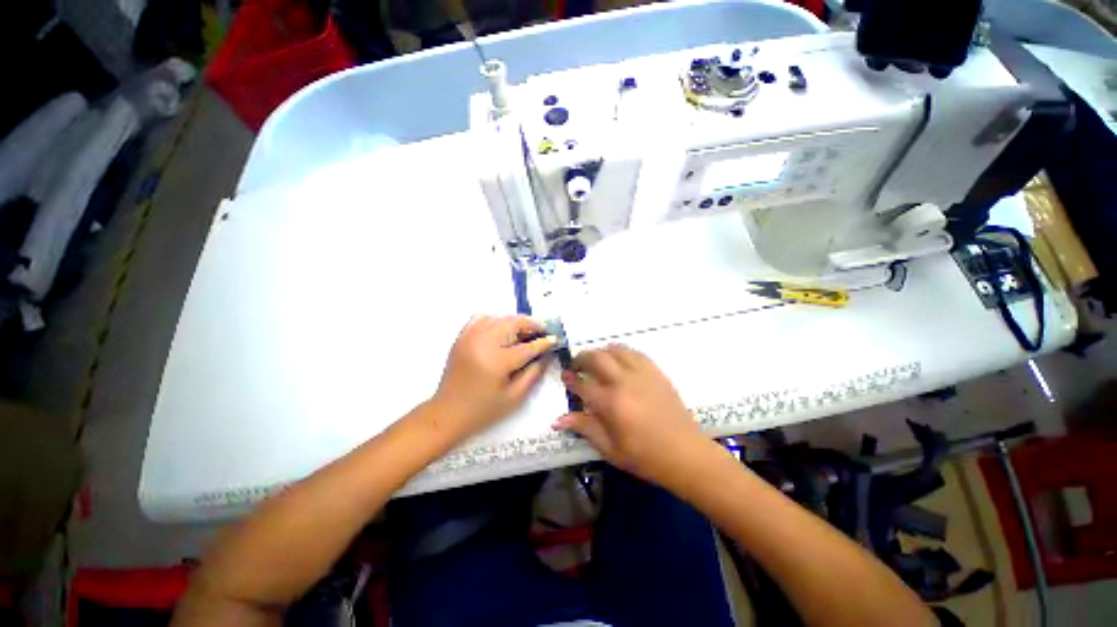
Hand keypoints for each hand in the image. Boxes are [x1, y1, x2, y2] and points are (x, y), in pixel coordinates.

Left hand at [431, 315, 556, 439]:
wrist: (447, 413)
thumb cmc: (483, 409)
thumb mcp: (515, 397)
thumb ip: (534, 373)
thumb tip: (546, 354)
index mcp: (497, 361)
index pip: (528, 346)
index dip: (544, 342)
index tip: (555, 339)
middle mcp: (483, 343)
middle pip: (513, 323)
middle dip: (532, 325)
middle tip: (543, 332)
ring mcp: (470, 337)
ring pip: (499, 317)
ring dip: (515, 321)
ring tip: (525, 331)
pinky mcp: (462, 337)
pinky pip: (481, 318)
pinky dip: (496, 319)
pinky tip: (503, 329)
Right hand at [554, 345, 710, 487]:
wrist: (685, 453)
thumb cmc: (645, 456)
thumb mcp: (610, 448)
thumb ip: (584, 428)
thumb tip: (558, 420)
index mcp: (610, 402)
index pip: (582, 384)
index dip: (570, 378)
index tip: (565, 376)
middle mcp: (624, 381)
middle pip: (596, 358)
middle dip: (581, 358)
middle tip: (577, 366)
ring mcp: (642, 373)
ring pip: (615, 350)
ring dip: (601, 352)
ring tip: (596, 362)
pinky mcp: (656, 371)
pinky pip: (634, 353)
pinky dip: (621, 353)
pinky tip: (619, 361)